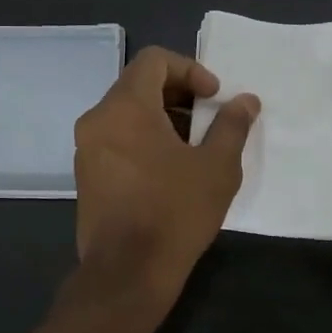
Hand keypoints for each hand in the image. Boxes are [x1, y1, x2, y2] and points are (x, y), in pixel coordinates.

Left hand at [74, 47, 260, 302]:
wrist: (127, 272)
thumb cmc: (175, 212)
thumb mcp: (216, 167)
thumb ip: (231, 126)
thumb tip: (246, 100)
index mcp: (125, 107)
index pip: (154, 60)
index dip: (190, 69)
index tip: (214, 97)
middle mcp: (97, 119)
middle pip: (138, 84)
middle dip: (178, 94)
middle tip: (208, 119)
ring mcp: (86, 148)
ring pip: (126, 113)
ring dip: (162, 118)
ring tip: (194, 146)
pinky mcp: (85, 174)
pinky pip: (116, 138)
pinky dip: (143, 138)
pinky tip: (169, 169)